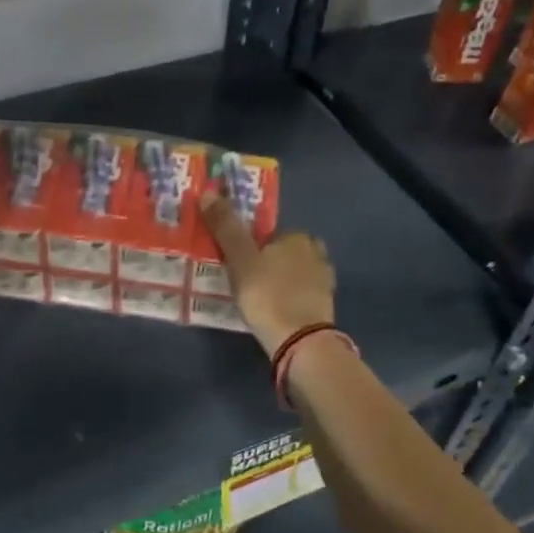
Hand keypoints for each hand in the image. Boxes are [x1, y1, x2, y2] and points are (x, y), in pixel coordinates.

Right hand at [201, 191, 335, 357]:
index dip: (254, 245)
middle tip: (246, 280)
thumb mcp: (240, 259)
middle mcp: (317, 253)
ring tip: (259, 297)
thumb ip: (225, 227)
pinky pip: (302, 294)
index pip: (272, 233)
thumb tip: (208, 191)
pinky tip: (275, 311)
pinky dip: (290, 298)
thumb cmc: (267, 294)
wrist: (299, 341)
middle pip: (286, 252)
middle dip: (270, 262)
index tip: (239, 261)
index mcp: (298, 237)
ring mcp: (324, 282)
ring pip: (296, 274)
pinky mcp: (325, 306)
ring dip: (281, 281)